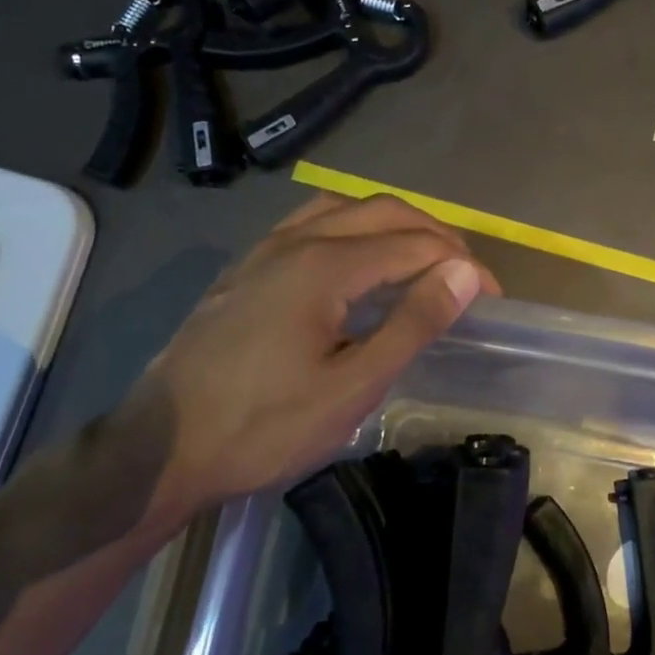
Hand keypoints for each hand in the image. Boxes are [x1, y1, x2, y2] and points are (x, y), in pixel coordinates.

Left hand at [125, 194, 499, 534]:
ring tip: (420, 260)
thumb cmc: (263, 426)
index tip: (492, 299)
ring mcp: (263, 249)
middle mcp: (295, 240)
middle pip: (383, 211)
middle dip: (435, 235)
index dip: (462, 267)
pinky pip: (310, 223)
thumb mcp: (351, 386)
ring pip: (343, 208)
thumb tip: (465, 274)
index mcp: (325, 265)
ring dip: (393, 224)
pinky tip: (356, 263)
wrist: (161, 447)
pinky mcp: (245, 268)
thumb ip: (412, 324)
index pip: (415, 244)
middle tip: (465, 276)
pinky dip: (351, 228)